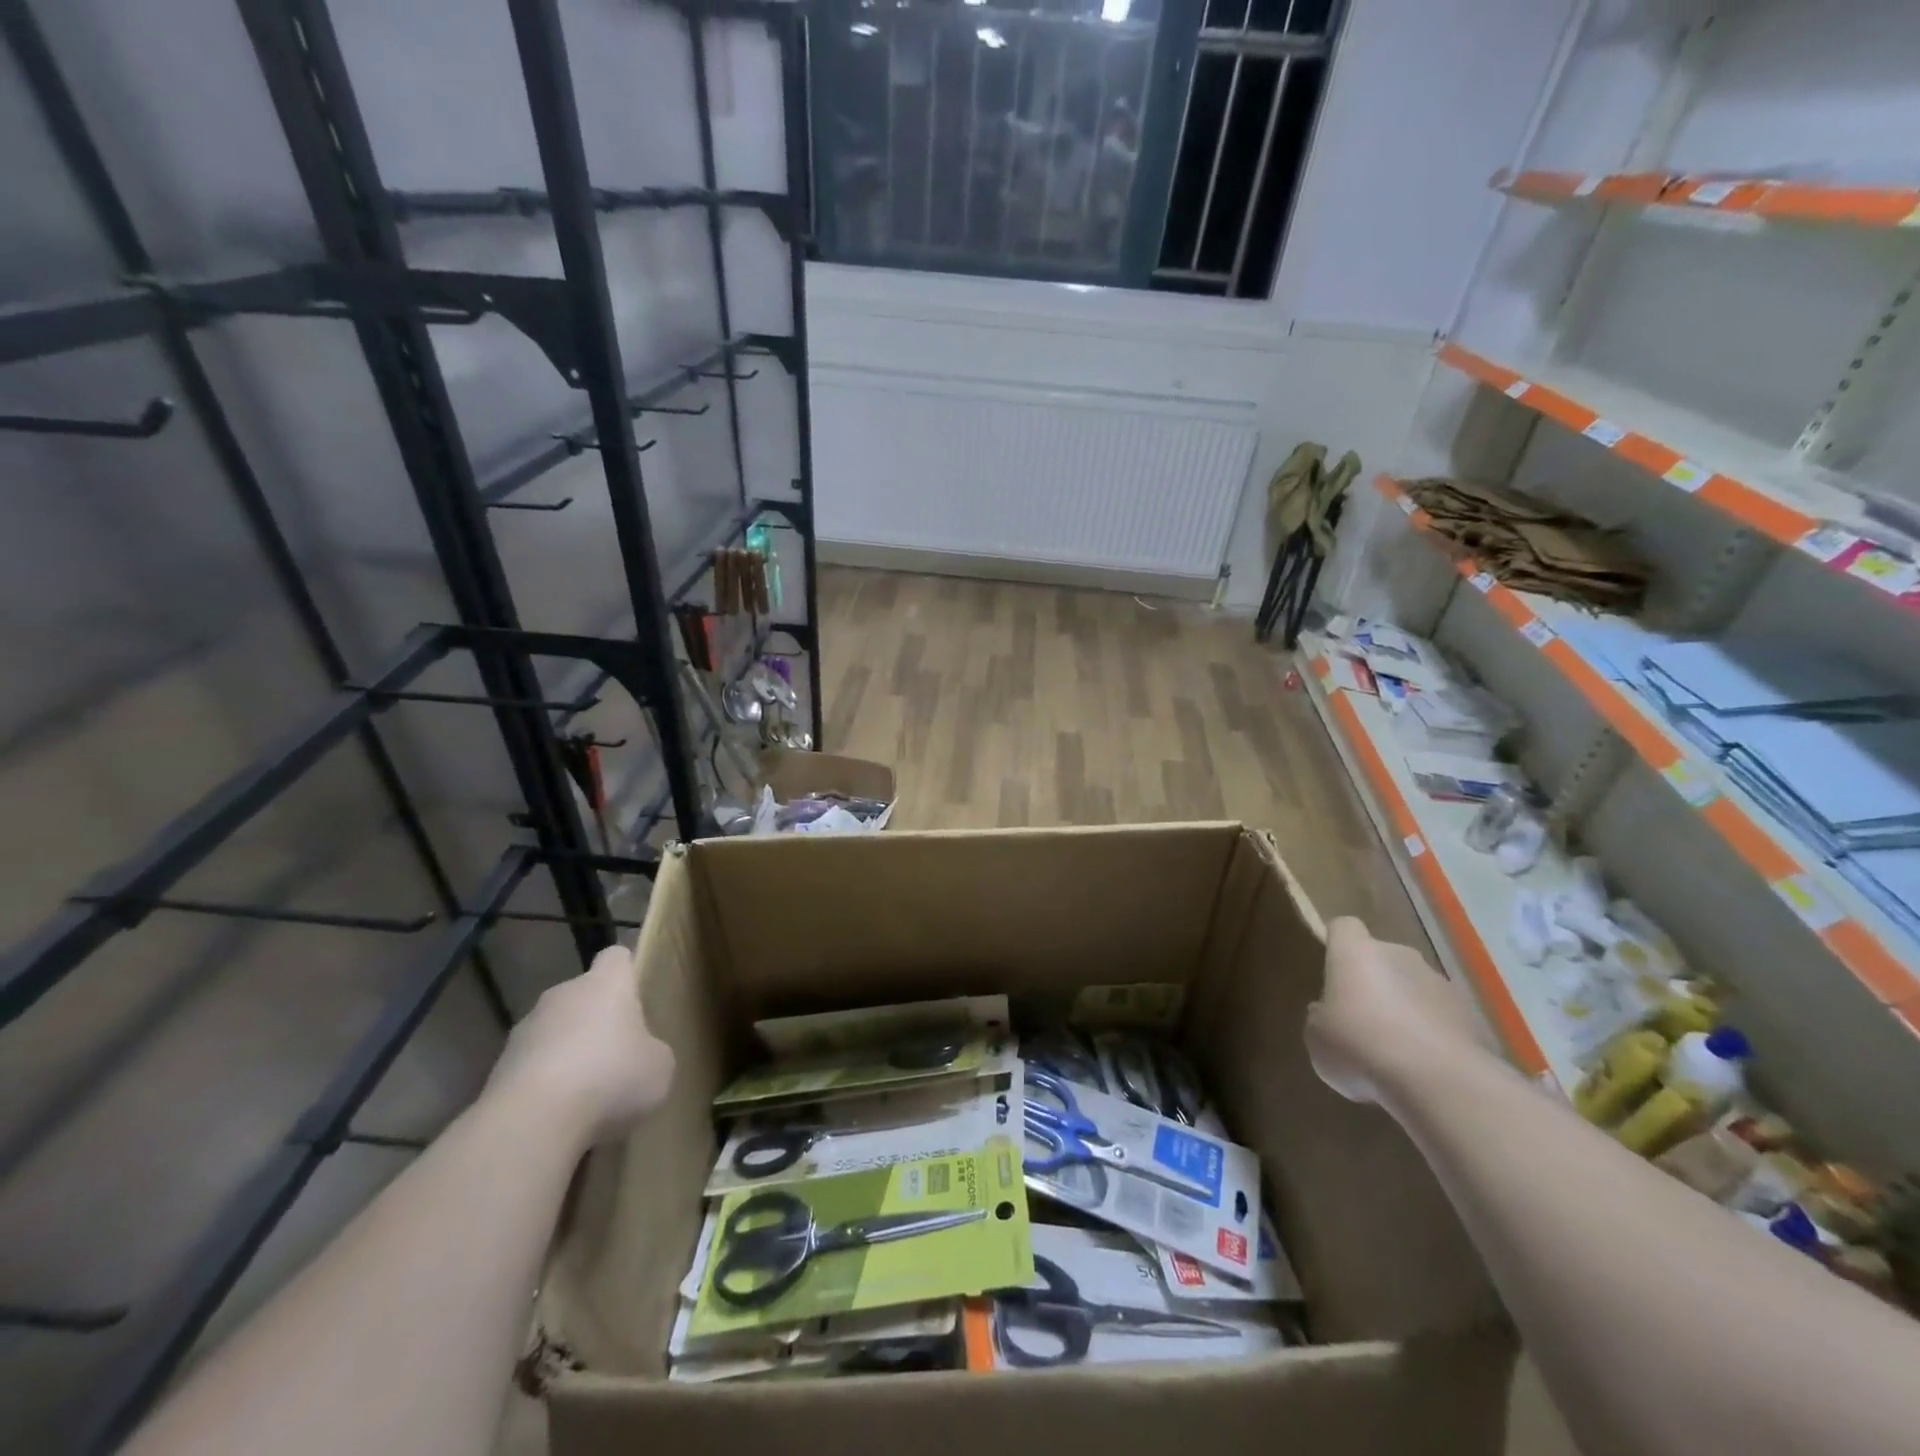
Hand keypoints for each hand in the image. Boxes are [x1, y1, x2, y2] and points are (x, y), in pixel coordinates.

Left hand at [484, 944, 675, 1146]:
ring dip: (568, 1054)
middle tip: (617, 1056)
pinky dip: (544, 1085)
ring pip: (555, 1032)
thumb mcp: (659, 1067)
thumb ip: (652, 1051)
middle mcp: (563, 995)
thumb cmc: (610, 1078)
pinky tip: (558, 1116)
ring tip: (586, 1095)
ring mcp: (525, 1030)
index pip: (617, 957)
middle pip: (584, 996)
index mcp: (606, 984)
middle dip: (597, 1021)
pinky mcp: (498, 1068)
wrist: (531, 1122)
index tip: (638, 997)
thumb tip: (641, 1056)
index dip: (628, 972)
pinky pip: (532, 1067)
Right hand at [1306, 917, 1493, 1103]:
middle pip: (1382, 957)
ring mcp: (1438, 983)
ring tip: (1394, 1050)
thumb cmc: (1360, 1046)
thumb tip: (1328, 1012)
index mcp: (1355, 952)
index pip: (1344, 927)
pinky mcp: (1469, 1015)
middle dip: (1373, 982)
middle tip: (1360, 1018)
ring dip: (1404, 1008)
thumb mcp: (1317, 1037)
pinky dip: (1430, 1033)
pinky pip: (1439, 1016)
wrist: (1438, 1081)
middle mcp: (1398, 955)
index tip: (1332, 968)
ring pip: (1413, 987)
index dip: (1338, 943)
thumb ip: (1321, 1017)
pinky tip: (1422, 1066)